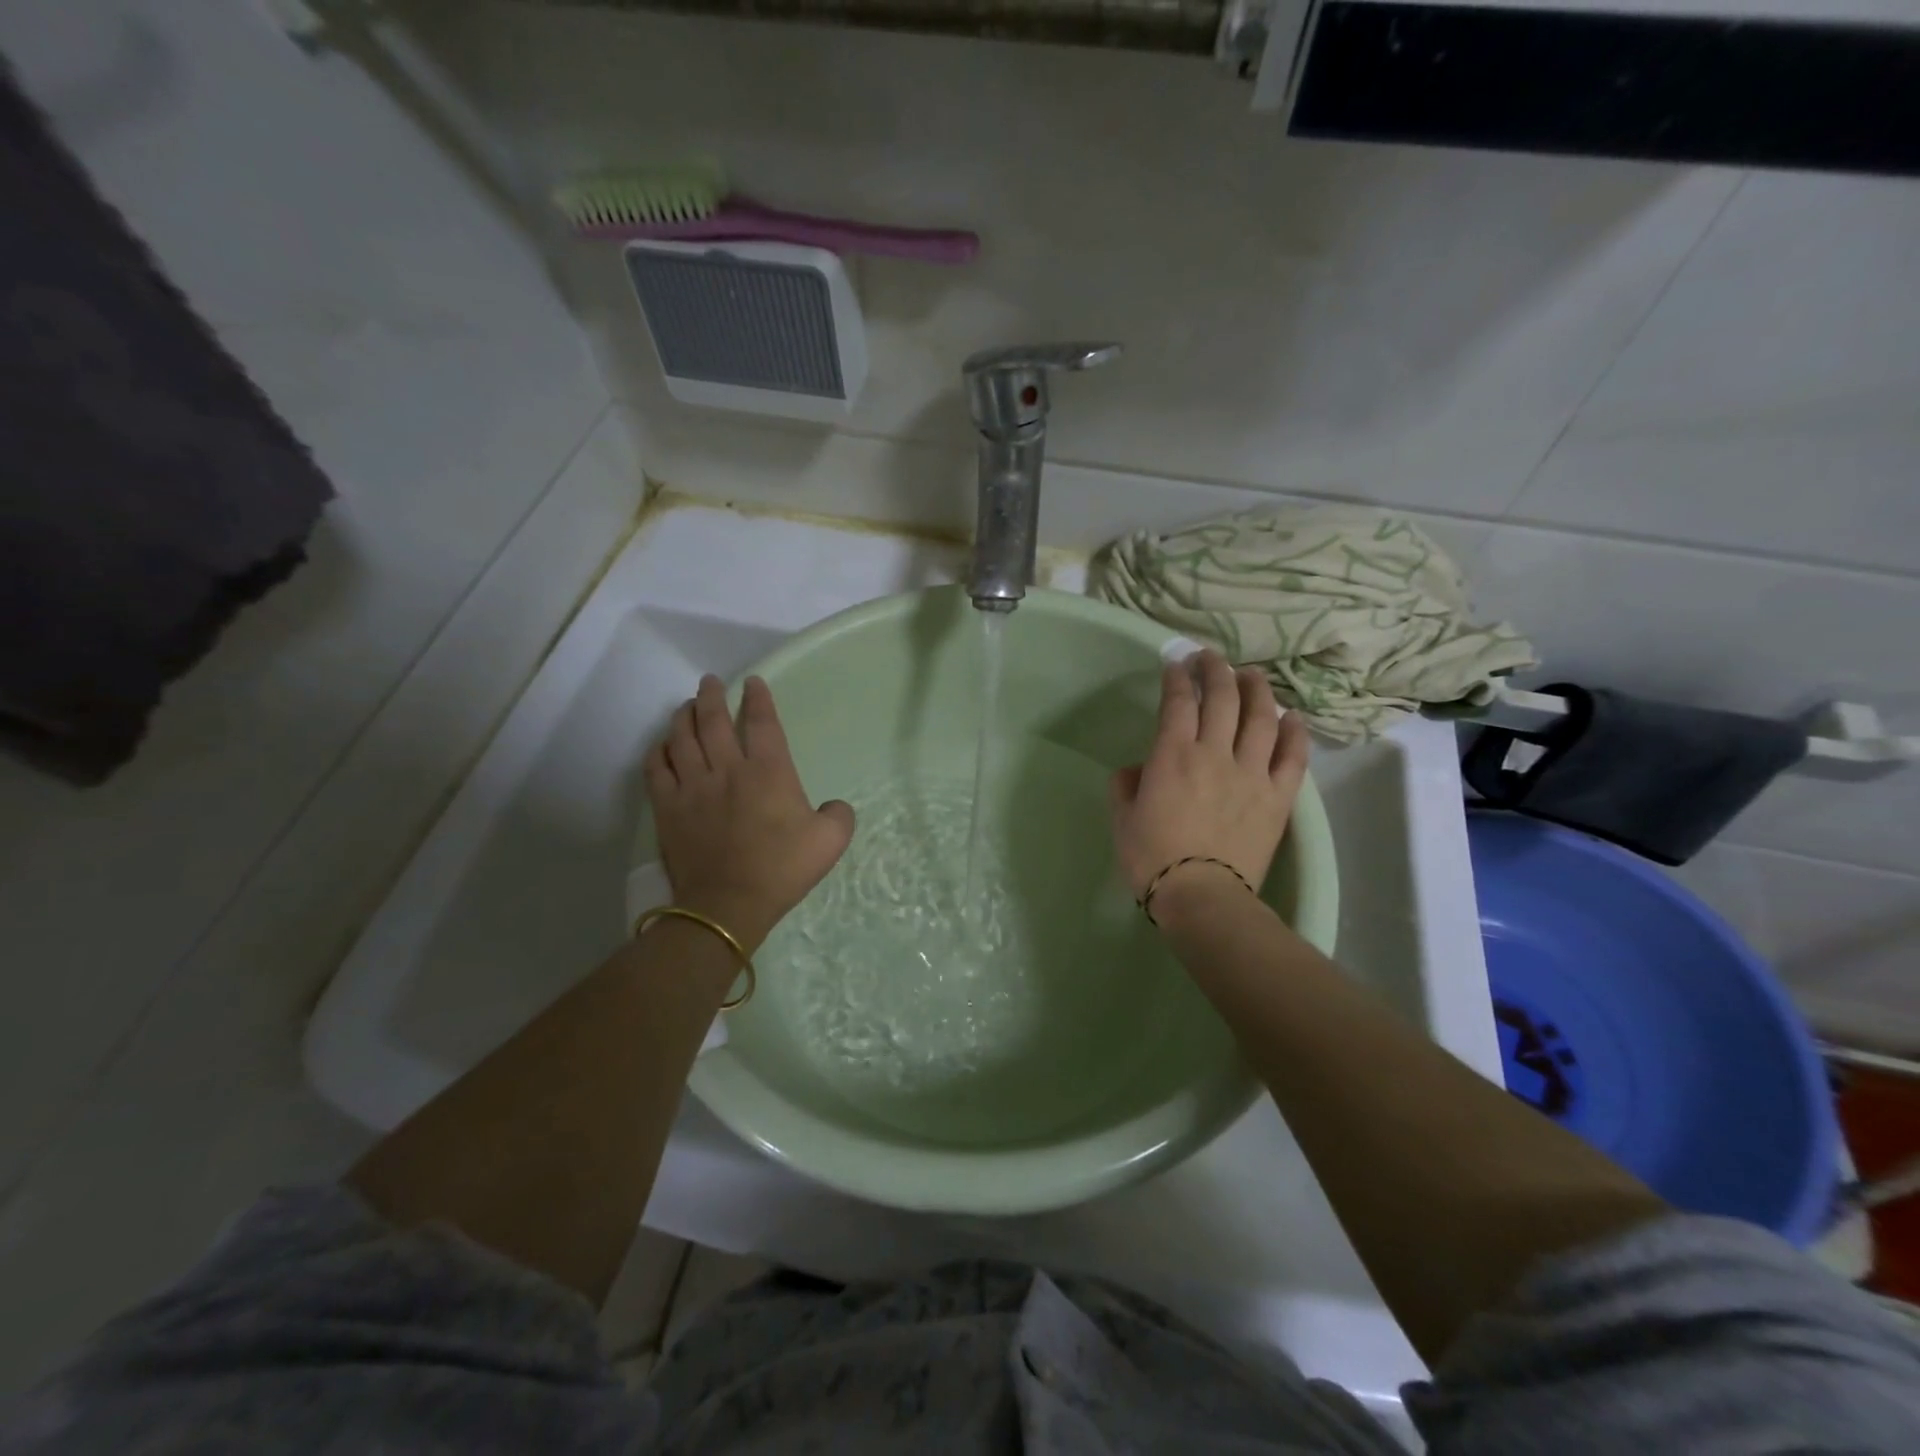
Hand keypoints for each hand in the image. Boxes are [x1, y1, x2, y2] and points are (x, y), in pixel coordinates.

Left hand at [643, 675, 854, 951]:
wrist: (728, 904)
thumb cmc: (781, 869)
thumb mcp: (830, 842)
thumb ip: (839, 815)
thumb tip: (834, 805)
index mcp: (768, 771)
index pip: (762, 722)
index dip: (758, 698)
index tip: (753, 683)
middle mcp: (727, 769)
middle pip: (713, 720)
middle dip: (712, 696)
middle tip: (710, 682)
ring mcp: (692, 786)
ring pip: (681, 738)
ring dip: (683, 716)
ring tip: (687, 706)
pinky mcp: (668, 808)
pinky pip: (656, 768)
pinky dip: (658, 751)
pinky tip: (662, 745)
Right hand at [1109, 650, 1309, 906]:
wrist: (1202, 897)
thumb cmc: (1152, 859)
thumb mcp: (1122, 820)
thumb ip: (1126, 786)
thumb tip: (1138, 770)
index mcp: (1173, 756)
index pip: (1177, 702)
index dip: (1177, 678)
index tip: (1176, 664)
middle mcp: (1215, 753)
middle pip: (1222, 699)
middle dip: (1215, 671)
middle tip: (1210, 659)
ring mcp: (1251, 773)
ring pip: (1260, 718)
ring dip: (1256, 690)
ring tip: (1251, 676)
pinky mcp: (1277, 796)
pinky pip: (1292, 756)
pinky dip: (1294, 732)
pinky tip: (1291, 717)